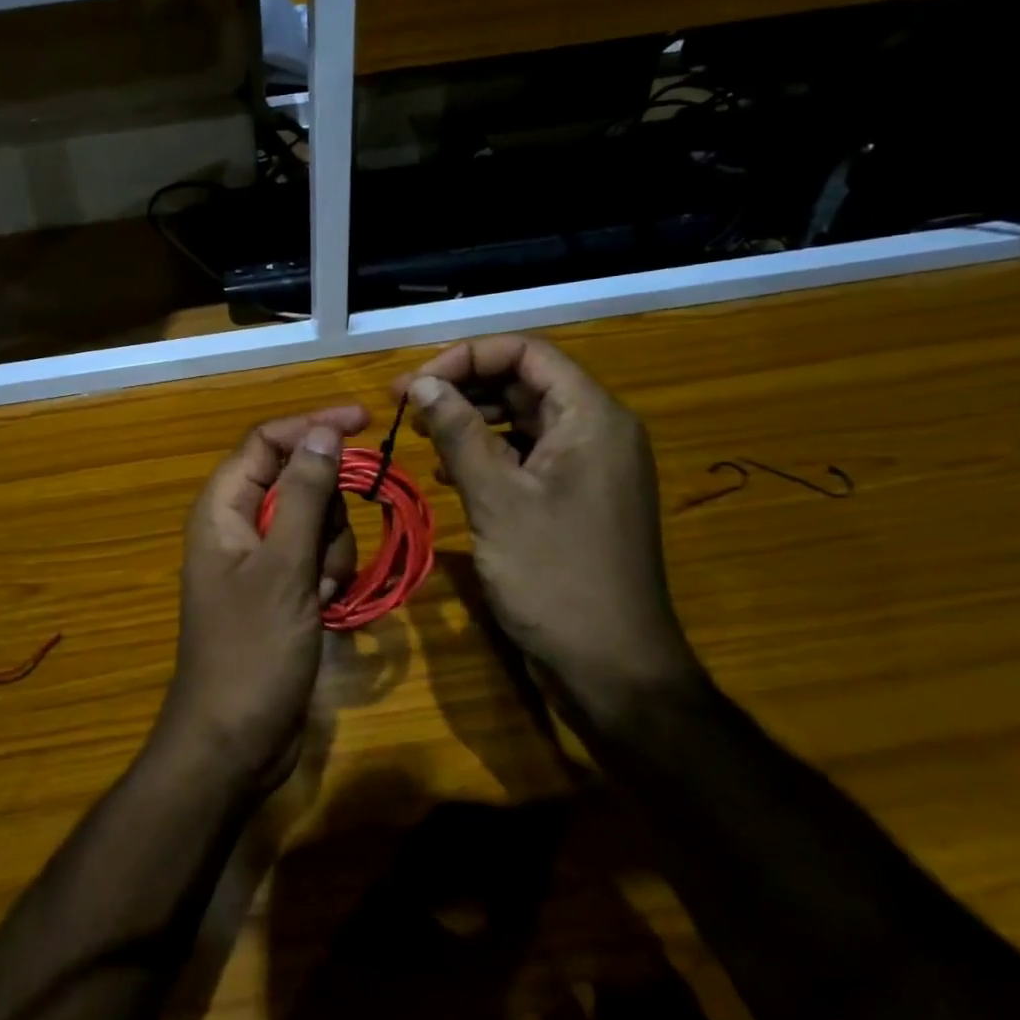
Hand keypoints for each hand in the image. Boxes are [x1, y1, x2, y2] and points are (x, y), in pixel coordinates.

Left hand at [161, 407, 366, 793]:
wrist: (235, 742)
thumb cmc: (253, 651)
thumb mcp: (285, 568)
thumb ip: (305, 495)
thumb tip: (323, 431)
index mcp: (223, 508)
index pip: (266, 441)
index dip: (312, 425)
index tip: (364, 423)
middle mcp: (238, 524)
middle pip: (297, 480)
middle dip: (327, 509)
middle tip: (325, 553)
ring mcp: (259, 559)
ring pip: (314, 521)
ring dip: (331, 550)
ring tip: (321, 593)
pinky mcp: (279, 589)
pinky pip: (315, 558)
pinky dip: (328, 575)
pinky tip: (324, 609)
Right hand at [391, 336, 701, 715]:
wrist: (612, 667)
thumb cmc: (555, 577)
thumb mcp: (497, 498)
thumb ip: (459, 433)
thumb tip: (423, 383)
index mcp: (591, 417)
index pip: (527, 352)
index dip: (466, 357)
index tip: (415, 386)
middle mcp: (596, 431)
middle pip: (525, 381)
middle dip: (464, 387)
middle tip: (407, 407)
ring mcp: (588, 467)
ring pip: (523, 419)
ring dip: (471, 420)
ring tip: (421, 436)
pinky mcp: (575, 498)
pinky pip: (528, 456)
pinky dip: (487, 454)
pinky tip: (449, 474)